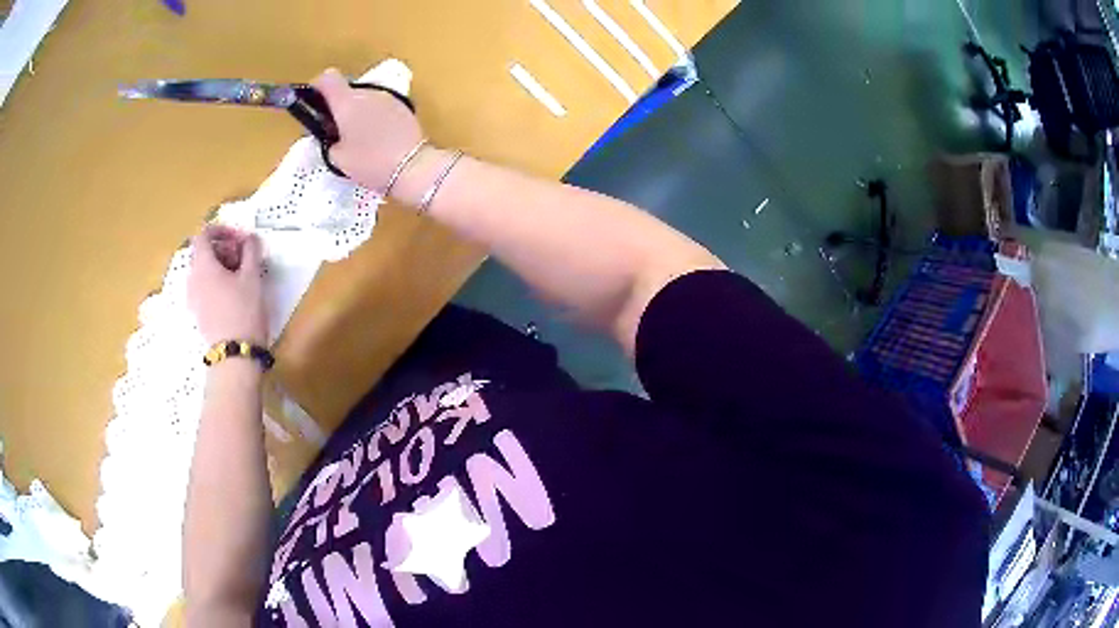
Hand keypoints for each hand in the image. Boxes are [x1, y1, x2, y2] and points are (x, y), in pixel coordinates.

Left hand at [188, 225, 267, 346]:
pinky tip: (234, 293)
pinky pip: (204, 287)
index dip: (222, 230)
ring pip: (203, 271)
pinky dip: (216, 282)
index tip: (240, 238)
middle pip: (203, 252)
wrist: (236, 355)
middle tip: (244, 257)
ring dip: (221, 266)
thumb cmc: (244, 311)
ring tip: (241, 276)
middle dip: (223, 248)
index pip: (203, 234)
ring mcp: (193, 298)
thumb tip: (250, 238)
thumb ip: (251, 251)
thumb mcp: (253, 277)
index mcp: (203, 265)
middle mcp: (193, 279)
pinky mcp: (198, 313)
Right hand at [312, 68, 425, 191]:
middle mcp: (367, 93)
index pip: (327, 78)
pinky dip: (372, 116)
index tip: (314, 104)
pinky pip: (379, 106)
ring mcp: (387, 97)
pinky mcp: (403, 106)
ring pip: (364, 98)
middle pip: (346, 89)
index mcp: (347, 102)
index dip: (317, 87)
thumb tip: (329, 132)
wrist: (413, 167)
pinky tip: (375, 138)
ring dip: (356, 111)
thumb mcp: (337, 158)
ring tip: (357, 138)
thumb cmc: (369, 163)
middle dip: (337, 105)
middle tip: (334, 130)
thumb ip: (327, 139)